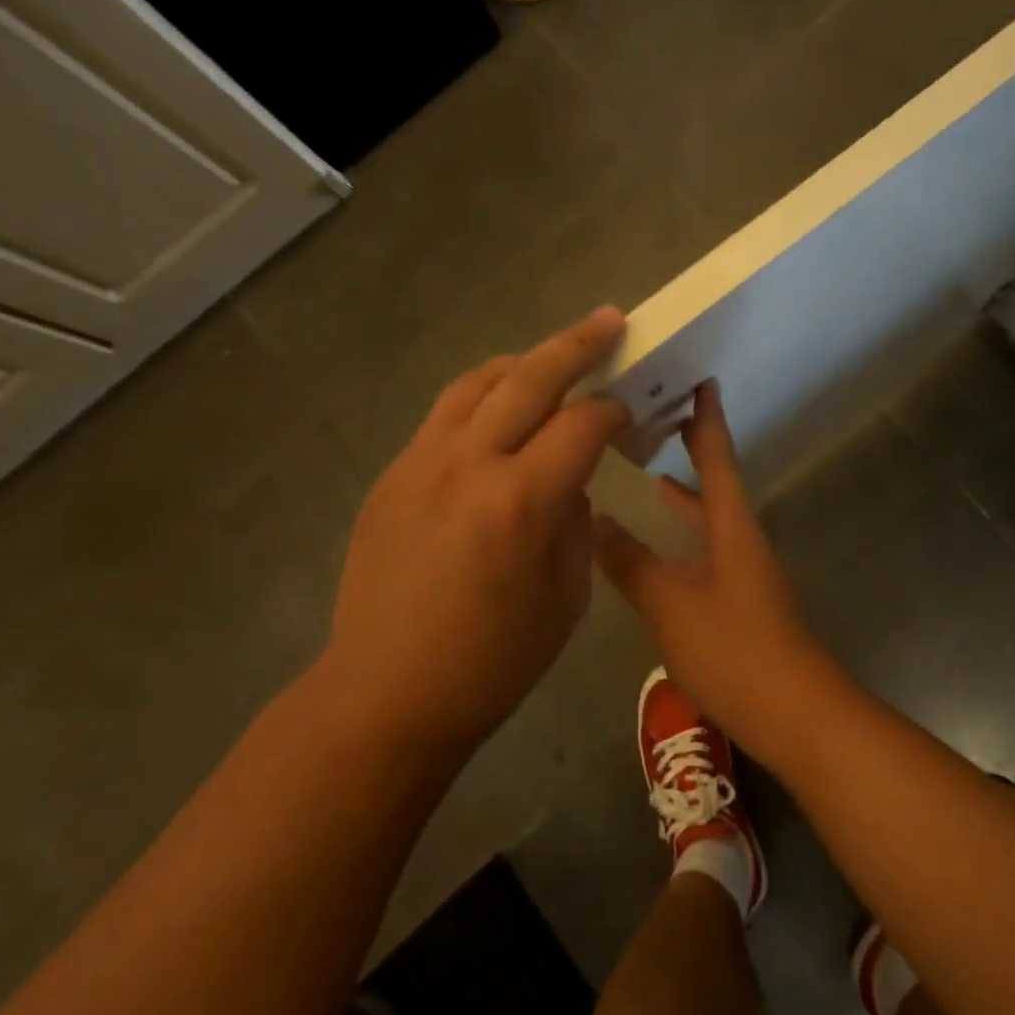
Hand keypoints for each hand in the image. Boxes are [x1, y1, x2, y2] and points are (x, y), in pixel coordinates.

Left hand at [323, 308, 630, 758]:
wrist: (386, 693)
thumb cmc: (492, 662)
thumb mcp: (565, 598)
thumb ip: (576, 524)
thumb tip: (572, 482)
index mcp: (521, 501)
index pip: (582, 425)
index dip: (613, 411)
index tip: (628, 414)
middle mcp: (468, 464)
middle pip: (530, 378)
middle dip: (577, 345)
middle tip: (608, 321)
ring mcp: (420, 464)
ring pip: (477, 383)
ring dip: (523, 362)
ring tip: (551, 355)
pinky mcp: (392, 476)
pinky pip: (444, 416)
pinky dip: (481, 397)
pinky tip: (499, 411)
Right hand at [590, 381, 843, 760]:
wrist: (796, 713)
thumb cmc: (735, 651)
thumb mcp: (671, 606)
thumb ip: (632, 563)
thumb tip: (594, 520)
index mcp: (732, 527)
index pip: (718, 459)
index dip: (707, 419)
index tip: (700, 379)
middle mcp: (743, 539)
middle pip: (716, 483)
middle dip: (692, 450)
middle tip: (657, 420)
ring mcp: (746, 571)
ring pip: (711, 519)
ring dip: (684, 496)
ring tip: (649, 475)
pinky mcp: (742, 600)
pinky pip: (708, 550)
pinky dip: (684, 536)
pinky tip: (659, 550)